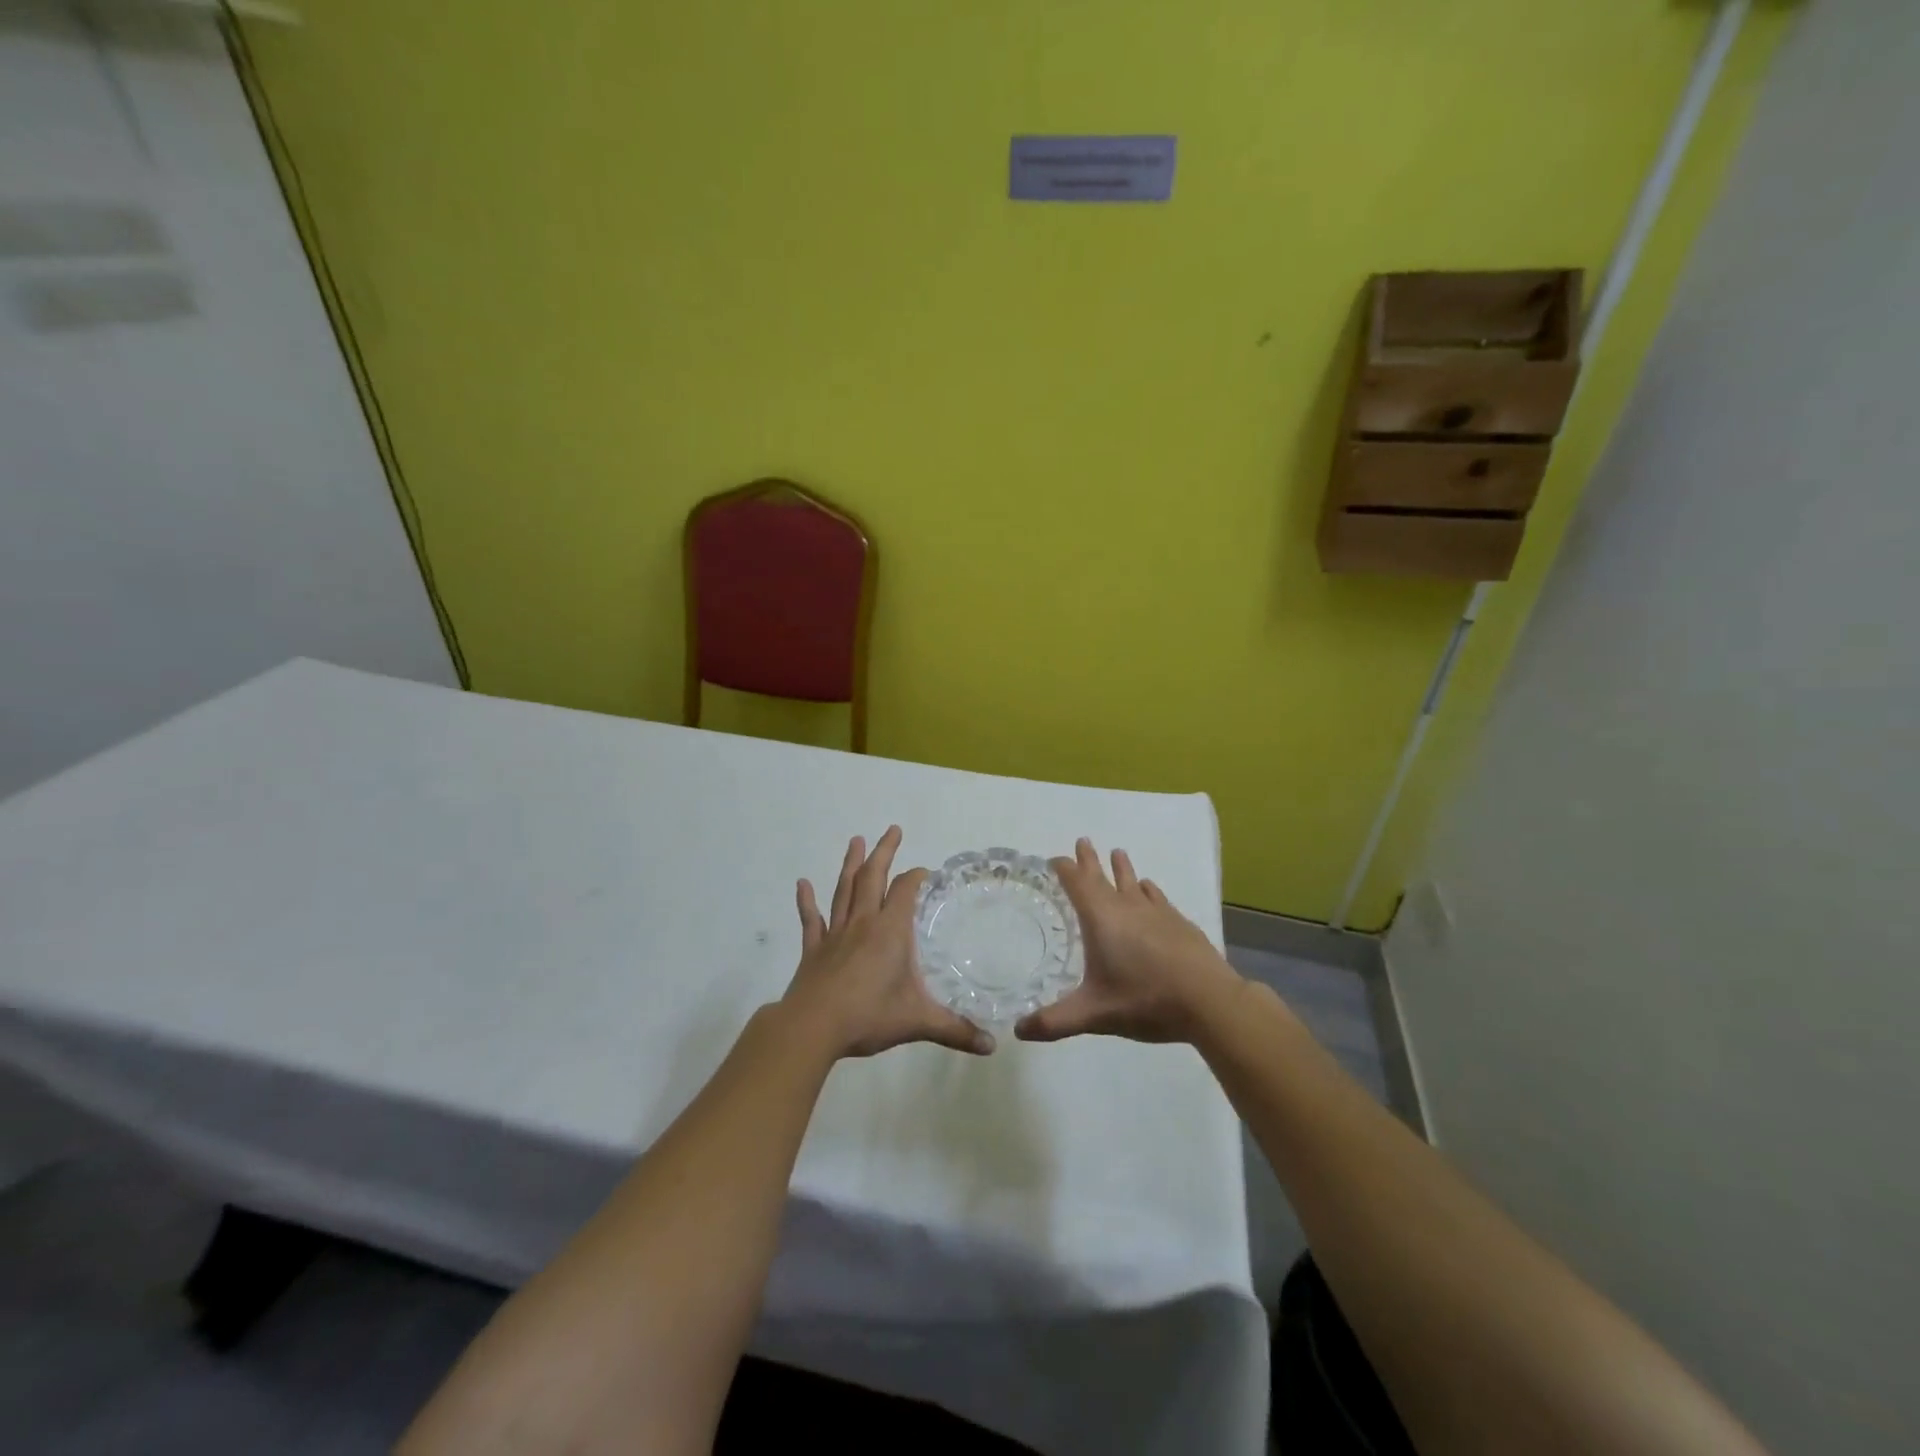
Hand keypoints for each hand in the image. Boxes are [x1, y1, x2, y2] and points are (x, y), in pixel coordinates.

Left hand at [782, 826, 993, 1059]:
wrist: (813, 1028)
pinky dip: (807, 902)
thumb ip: (955, 1030)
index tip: (926, 872)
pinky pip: (811, 921)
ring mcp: (835, 935)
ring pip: (844, 891)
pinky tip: (802, 884)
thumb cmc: (868, 1016)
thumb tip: (991, 1046)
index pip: (905, 891)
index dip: (916, 877)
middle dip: (884, 853)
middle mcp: (863, 923)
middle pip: (873, 878)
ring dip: (850, 864)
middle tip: (892, 830)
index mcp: (890, 931)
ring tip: (856, 840)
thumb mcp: (918, 1022)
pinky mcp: (814, 950)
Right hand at [1015, 838, 1242, 1045]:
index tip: (1054, 859)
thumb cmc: (1145, 1000)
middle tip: (1082, 841)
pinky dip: (1147, 890)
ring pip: (1133, 882)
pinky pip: (1157, 898)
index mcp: (1101, 919)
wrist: (1209, 999)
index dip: (1065, 869)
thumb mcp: (1094, 1014)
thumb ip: (1055, 1021)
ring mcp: (1156, 912)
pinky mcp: (1178, 922)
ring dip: (1122, 868)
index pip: (1077, 884)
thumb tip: (1018, 1030)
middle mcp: (1126, 907)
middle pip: (1103, 876)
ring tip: (1118, 852)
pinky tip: (1148, 889)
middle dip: (1089, 860)